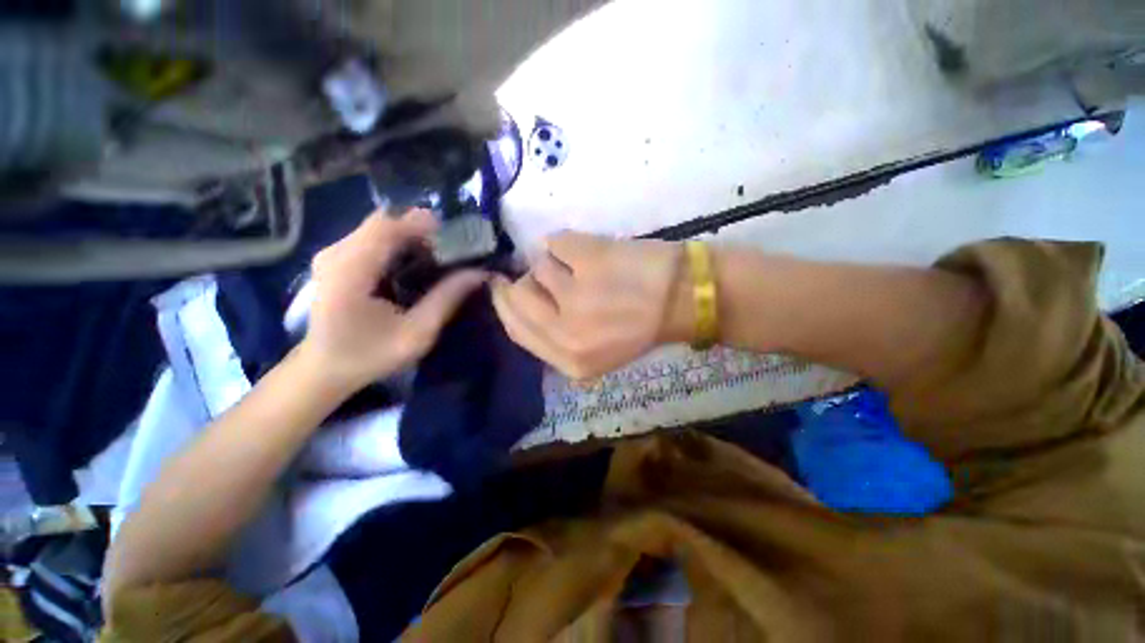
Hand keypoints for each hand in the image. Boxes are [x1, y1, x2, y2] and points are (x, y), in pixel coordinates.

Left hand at [298, 209, 487, 392]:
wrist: (324, 369)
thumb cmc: (370, 356)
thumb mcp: (417, 334)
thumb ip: (447, 299)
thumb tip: (479, 273)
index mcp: (349, 273)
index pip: (385, 228)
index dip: (422, 224)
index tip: (455, 236)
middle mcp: (335, 254)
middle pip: (383, 222)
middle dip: (420, 230)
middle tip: (450, 249)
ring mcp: (331, 254)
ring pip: (378, 227)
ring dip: (410, 236)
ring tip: (436, 257)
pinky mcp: (335, 259)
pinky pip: (371, 238)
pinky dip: (397, 243)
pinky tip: (413, 263)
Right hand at [491, 231, 687, 379]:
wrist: (685, 297)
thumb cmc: (641, 325)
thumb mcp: (594, 352)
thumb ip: (552, 336)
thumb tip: (519, 297)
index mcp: (570, 360)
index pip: (517, 328)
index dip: (505, 303)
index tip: (502, 285)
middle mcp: (567, 333)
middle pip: (518, 295)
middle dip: (527, 281)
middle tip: (553, 275)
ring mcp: (577, 294)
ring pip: (538, 265)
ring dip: (558, 264)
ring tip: (590, 271)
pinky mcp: (588, 258)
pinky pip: (555, 242)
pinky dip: (570, 244)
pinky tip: (595, 254)